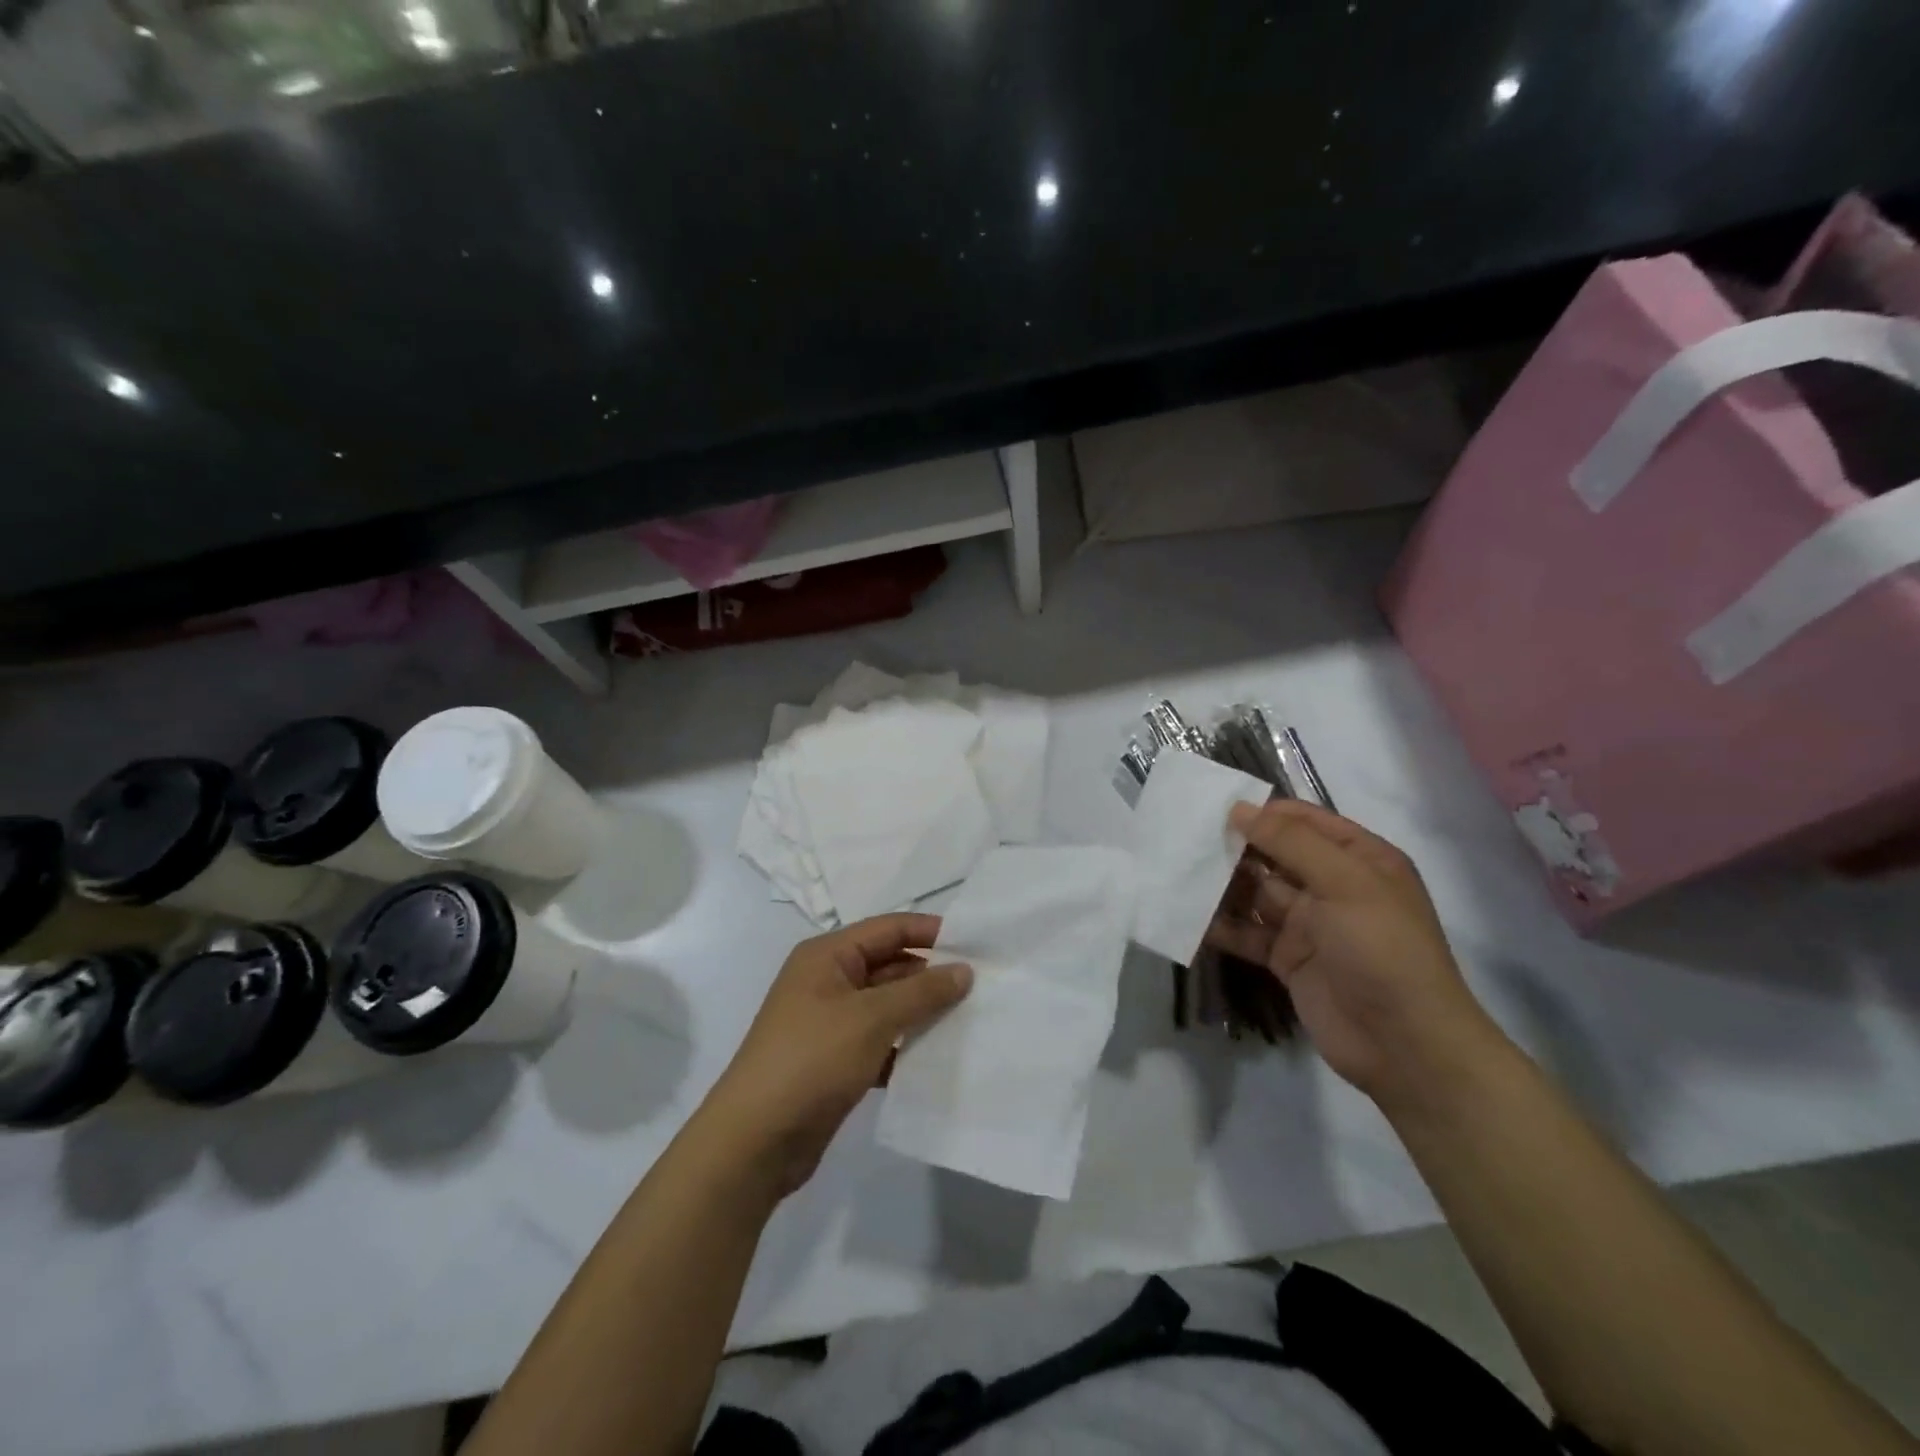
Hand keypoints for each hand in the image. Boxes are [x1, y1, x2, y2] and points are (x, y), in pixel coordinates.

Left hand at [702, 914, 971, 1198]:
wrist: (754, 1142)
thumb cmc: (811, 1060)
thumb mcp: (871, 1018)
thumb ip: (921, 991)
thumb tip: (963, 970)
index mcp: (827, 955)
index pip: (889, 928)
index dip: (931, 932)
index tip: (977, 946)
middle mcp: (827, 981)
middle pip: (890, 965)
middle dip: (931, 976)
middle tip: (982, 989)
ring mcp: (829, 1022)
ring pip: (887, 1006)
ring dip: (921, 1013)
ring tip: (970, 1021)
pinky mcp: (834, 1061)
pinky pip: (880, 1042)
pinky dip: (905, 1048)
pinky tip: (937, 1060)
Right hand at [1206, 800, 1502, 1106]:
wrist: (1403, 1044)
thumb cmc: (1382, 949)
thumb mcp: (1344, 883)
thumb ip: (1290, 842)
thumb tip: (1239, 809)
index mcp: (1360, 860)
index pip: (1305, 821)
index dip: (1263, 812)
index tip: (1215, 807)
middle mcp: (1332, 886)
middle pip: (1274, 854)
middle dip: (1235, 846)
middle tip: (1186, 837)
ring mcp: (1308, 923)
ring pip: (1256, 892)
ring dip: (1222, 883)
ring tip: (1178, 871)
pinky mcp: (1287, 958)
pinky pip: (1247, 932)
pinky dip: (1220, 925)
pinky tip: (1187, 915)